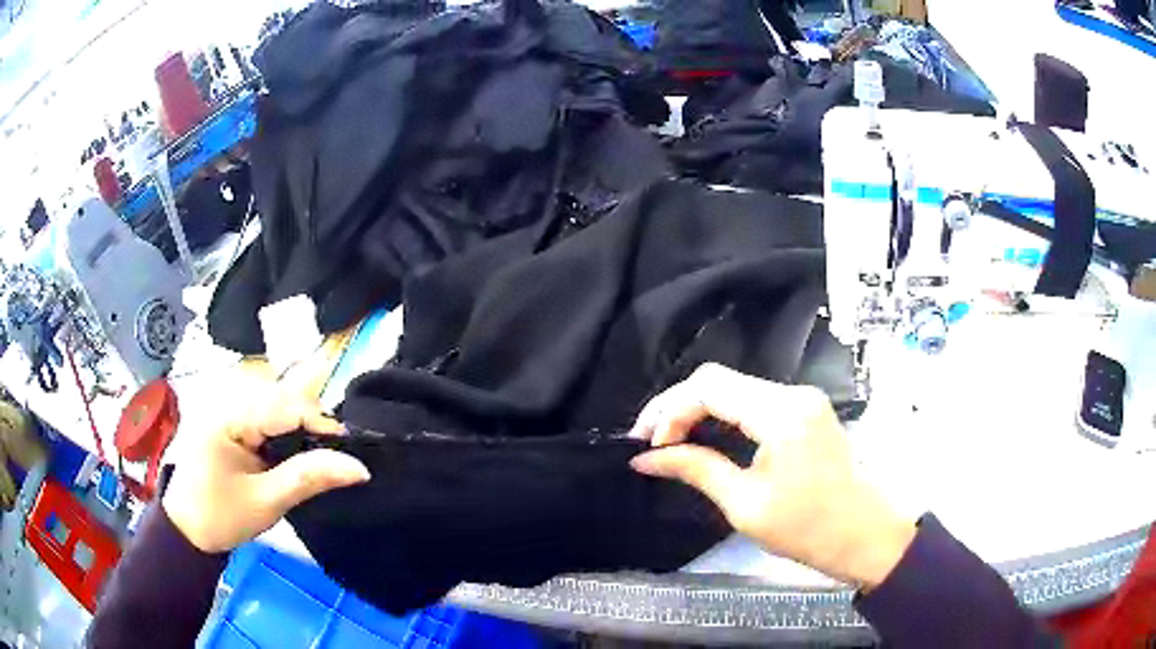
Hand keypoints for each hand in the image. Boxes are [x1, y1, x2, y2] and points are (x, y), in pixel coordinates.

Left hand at [162, 398, 369, 553]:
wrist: (187, 530)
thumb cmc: (221, 517)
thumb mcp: (267, 502)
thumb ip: (309, 478)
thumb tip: (359, 467)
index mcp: (229, 416)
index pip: (285, 405)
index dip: (321, 423)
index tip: (351, 450)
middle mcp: (228, 401)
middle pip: (283, 398)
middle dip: (313, 424)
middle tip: (337, 457)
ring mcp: (228, 409)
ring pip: (278, 405)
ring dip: (302, 427)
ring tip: (321, 456)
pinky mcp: (231, 421)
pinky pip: (267, 417)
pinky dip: (287, 432)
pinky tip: (297, 452)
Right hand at [629, 363, 914, 590]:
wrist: (860, 535)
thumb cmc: (805, 528)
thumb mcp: (744, 504)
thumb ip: (695, 469)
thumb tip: (645, 459)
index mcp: (782, 413)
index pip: (710, 387)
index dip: (670, 409)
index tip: (648, 443)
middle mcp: (793, 394)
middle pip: (720, 380)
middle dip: (678, 406)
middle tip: (651, 441)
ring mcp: (802, 399)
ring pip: (734, 388)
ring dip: (698, 410)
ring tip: (669, 440)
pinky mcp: (804, 410)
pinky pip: (752, 400)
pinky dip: (722, 415)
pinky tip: (704, 435)